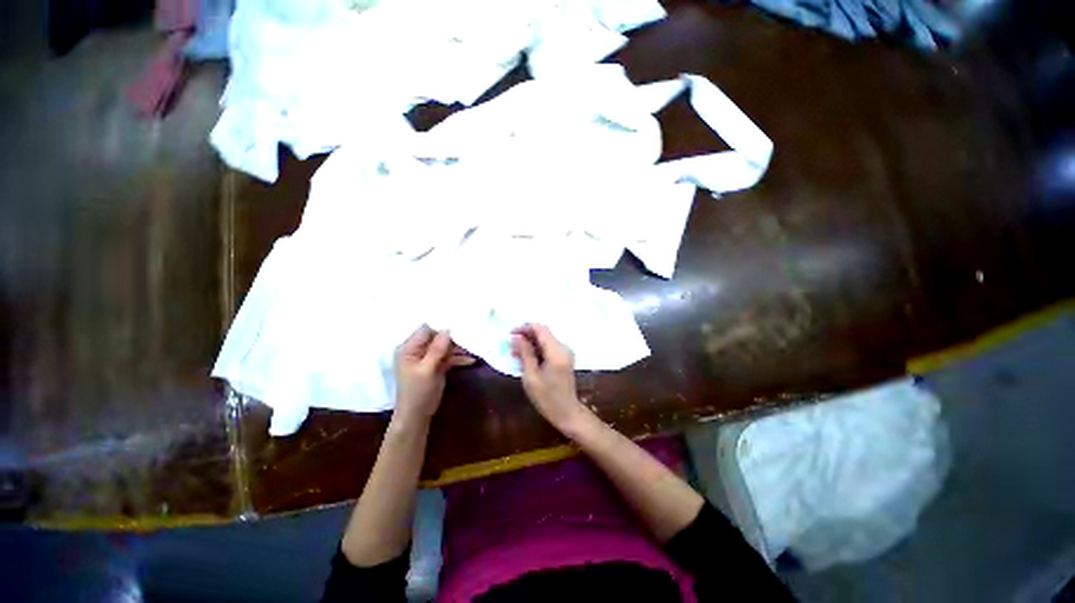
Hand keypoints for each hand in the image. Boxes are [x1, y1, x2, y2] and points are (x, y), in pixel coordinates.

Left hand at [394, 325, 474, 423]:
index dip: (441, 326)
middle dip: (453, 337)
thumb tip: (448, 329)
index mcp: (409, 348)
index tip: (459, 322)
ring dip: (459, 348)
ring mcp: (428, 358)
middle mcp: (418, 350)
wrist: (417, 416)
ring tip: (474, 347)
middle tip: (471, 334)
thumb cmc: (417, 392)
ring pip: (445, 347)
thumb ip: (437, 349)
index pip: (426, 330)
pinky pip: (449, 357)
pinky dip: (459, 358)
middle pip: (437, 337)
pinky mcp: (437, 366)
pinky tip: (472, 360)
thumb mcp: (427, 370)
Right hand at [511, 324, 587, 431]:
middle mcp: (563, 347)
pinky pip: (548, 347)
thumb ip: (525, 354)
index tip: (510, 334)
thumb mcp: (531, 377)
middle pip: (543, 332)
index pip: (540, 329)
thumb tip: (517, 337)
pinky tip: (526, 358)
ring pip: (545, 339)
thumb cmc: (547, 398)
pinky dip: (537, 349)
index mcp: (556, 351)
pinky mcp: (564, 358)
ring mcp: (565, 352)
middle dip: (526, 336)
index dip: (524, 328)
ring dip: (530, 343)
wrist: (567, 413)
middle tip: (511, 346)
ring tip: (515, 353)